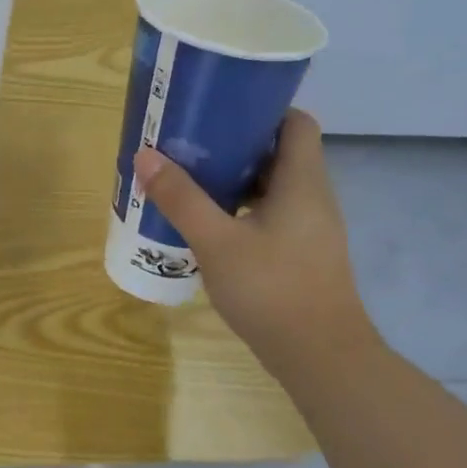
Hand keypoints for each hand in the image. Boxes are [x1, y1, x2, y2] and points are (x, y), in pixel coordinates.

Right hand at [133, 110, 379, 368]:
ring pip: (273, 186)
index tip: (219, 109)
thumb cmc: (272, 290)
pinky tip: (209, 225)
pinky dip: (242, 209)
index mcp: (302, 181)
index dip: (262, 109)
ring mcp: (310, 229)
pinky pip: (271, 215)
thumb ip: (181, 198)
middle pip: (279, 152)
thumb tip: (145, 155)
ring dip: (236, 179)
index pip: (295, 122)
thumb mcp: (217, 241)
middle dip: (236, 143)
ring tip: (191, 179)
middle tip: (191, 143)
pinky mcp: (301, 255)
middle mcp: (312, 197)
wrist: (321, 358)